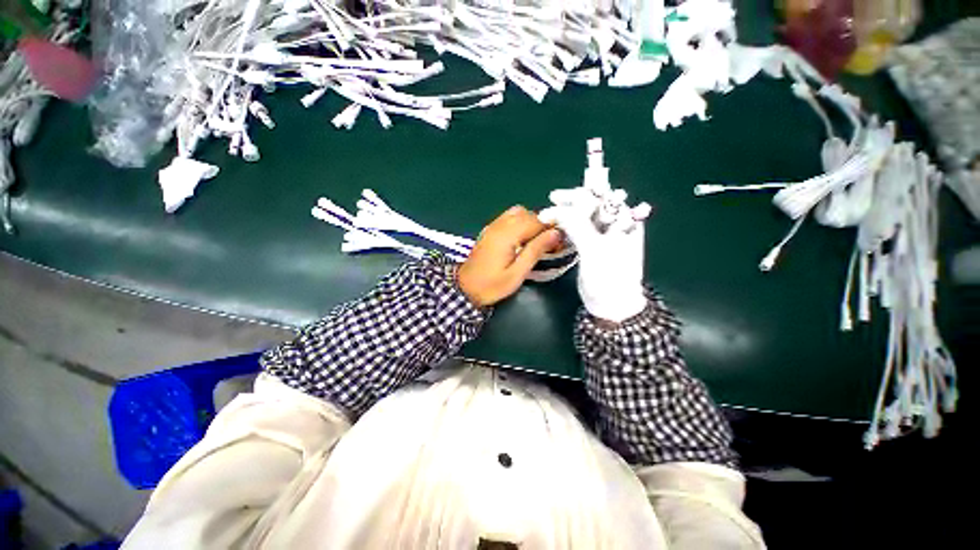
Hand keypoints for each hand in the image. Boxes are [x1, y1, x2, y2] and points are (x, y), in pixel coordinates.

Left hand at [458, 206, 562, 306]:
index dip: (551, 229)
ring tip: (535, 241)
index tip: (559, 243)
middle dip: (542, 225)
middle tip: (549, 244)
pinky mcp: (490, 230)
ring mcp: (493, 226)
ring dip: (531, 223)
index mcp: (507, 235)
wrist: (465, 288)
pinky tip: (522, 239)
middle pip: (528, 214)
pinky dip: (520, 223)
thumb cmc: (492, 285)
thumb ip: (536, 251)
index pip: (536, 221)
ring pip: (518, 212)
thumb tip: (556, 233)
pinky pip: (509, 217)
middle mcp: (500, 225)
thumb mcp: (517, 273)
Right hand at [539, 186, 651, 322]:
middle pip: (591, 203)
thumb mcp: (595, 250)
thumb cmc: (609, 277)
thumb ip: (579, 227)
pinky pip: (578, 229)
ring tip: (549, 213)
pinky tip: (556, 224)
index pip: (600, 197)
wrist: (611, 304)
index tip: (555, 198)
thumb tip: (558, 209)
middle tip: (551, 201)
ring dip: (566, 212)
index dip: (578, 195)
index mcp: (624, 220)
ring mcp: (603, 234)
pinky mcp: (592, 245)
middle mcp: (615, 223)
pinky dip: (566, 225)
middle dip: (570, 201)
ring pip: (583, 215)